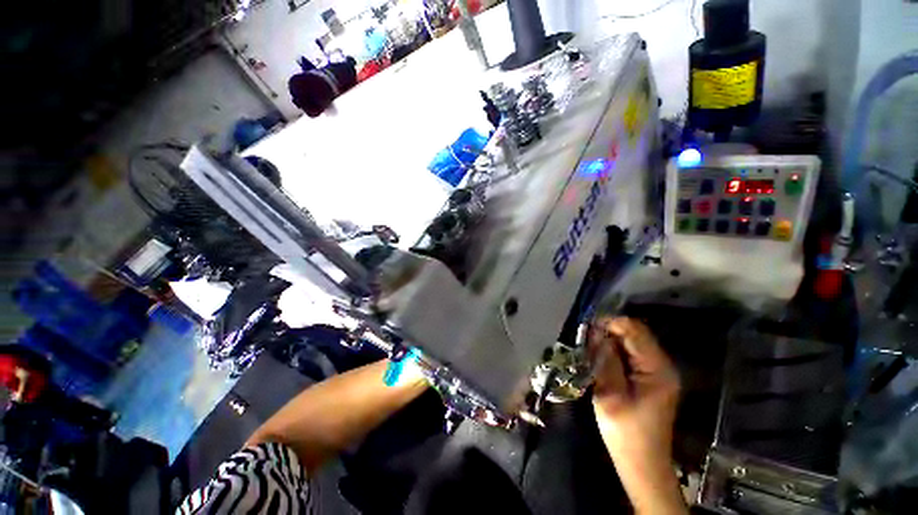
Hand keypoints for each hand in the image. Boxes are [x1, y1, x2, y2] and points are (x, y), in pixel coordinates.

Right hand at [589, 317, 684, 514]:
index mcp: (657, 369)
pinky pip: (630, 354)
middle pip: (634, 333)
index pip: (634, 330)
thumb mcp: (610, 393)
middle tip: (586, 343)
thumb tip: (595, 332)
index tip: (587, 331)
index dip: (609, 324)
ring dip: (609, 343)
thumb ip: (604, 359)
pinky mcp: (649, 378)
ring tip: (590, 352)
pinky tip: (600, 361)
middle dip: (608, 333)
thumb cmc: (626, 432)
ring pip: (630, 342)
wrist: (642, 463)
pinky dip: (613, 352)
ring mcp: (657, 371)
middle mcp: (662, 365)